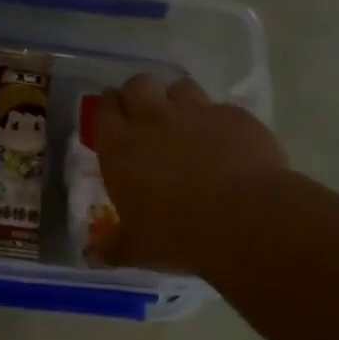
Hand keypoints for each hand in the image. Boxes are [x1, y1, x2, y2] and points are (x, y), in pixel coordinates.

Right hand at [96, 74, 288, 271]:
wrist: (245, 220)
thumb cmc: (176, 236)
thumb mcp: (135, 250)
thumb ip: (112, 248)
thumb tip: (94, 255)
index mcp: (121, 148)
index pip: (104, 109)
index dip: (107, 109)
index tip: (112, 118)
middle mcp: (154, 120)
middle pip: (139, 84)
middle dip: (138, 94)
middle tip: (143, 116)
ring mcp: (198, 113)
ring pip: (180, 87)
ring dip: (176, 100)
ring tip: (184, 124)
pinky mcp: (236, 116)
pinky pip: (220, 109)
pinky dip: (217, 121)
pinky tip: (225, 144)